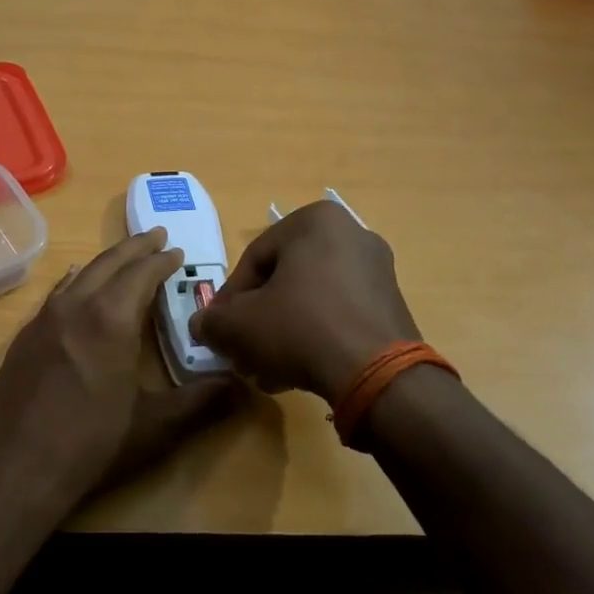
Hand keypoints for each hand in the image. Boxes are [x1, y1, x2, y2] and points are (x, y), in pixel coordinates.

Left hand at [0, 228, 237, 515]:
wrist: (11, 469)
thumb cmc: (90, 446)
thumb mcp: (154, 427)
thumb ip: (199, 402)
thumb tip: (237, 385)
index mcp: (111, 319)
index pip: (142, 273)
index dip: (163, 260)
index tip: (178, 251)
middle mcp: (75, 306)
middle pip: (109, 263)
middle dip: (135, 247)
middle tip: (156, 236)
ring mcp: (43, 320)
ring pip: (79, 275)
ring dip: (106, 261)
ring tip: (123, 257)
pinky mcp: (23, 338)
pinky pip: (56, 295)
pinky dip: (75, 281)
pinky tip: (75, 286)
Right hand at [190, 200, 419, 400]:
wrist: (376, 372)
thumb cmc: (299, 328)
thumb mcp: (239, 325)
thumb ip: (212, 321)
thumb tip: (201, 325)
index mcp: (314, 221)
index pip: (253, 259)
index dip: (229, 299)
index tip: (220, 329)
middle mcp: (352, 234)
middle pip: (284, 280)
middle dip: (258, 318)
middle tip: (242, 350)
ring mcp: (378, 270)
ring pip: (311, 300)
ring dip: (282, 332)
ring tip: (266, 369)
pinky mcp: (392, 304)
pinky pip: (339, 314)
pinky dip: (315, 337)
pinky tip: (297, 371)